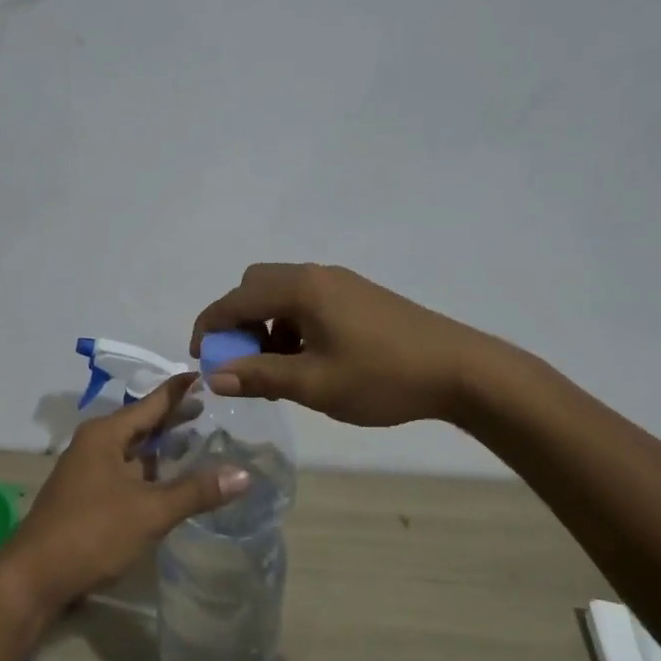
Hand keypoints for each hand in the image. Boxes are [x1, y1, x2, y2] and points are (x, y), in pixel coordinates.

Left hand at [0, 374, 249, 617]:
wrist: (33, 578)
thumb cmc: (91, 533)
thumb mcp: (149, 510)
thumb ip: (196, 491)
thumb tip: (245, 474)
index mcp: (106, 435)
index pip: (151, 402)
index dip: (180, 390)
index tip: (207, 375)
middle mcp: (95, 445)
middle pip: (142, 424)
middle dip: (175, 419)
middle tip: (215, 410)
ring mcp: (89, 471)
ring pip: (134, 451)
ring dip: (164, 448)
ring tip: (201, 442)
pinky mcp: (88, 497)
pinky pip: (127, 473)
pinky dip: (151, 472)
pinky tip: (172, 482)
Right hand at [190, 263, 484, 426]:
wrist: (461, 370)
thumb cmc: (383, 377)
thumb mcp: (315, 384)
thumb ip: (260, 376)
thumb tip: (215, 376)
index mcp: (301, 289)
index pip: (236, 299)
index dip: (210, 326)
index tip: (199, 357)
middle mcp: (317, 276)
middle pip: (256, 286)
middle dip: (238, 322)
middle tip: (241, 361)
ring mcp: (341, 283)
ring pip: (282, 295)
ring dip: (266, 325)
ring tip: (276, 368)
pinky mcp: (358, 296)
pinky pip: (307, 302)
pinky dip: (291, 325)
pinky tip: (308, 359)